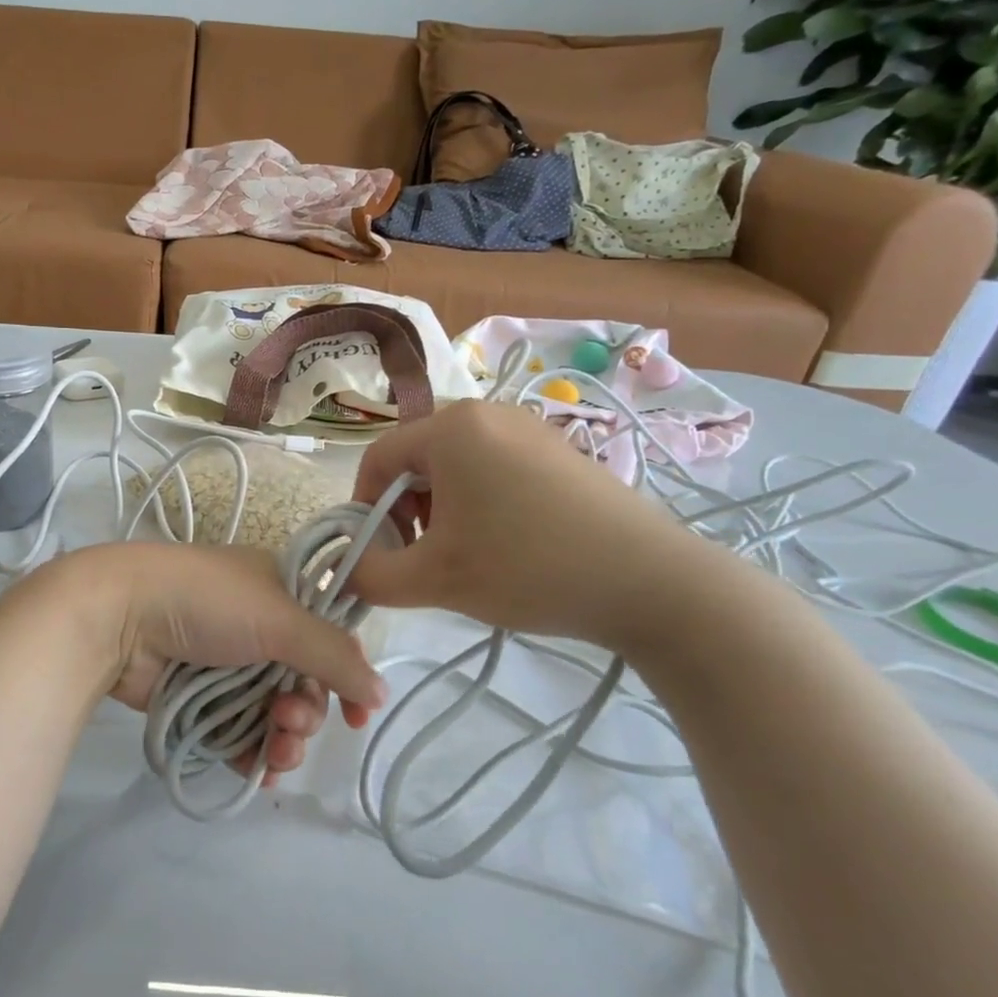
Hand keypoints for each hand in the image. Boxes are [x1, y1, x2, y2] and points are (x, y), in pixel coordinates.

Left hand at [49, 543, 386, 781]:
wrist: (119, 616)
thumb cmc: (206, 603)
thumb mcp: (279, 618)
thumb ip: (333, 655)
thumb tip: (380, 693)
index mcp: (281, 591)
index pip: (331, 635)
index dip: (347, 674)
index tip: (358, 714)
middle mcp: (259, 626)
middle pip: (305, 682)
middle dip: (308, 711)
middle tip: (290, 720)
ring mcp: (228, 664)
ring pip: (275, 713)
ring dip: (286, 738)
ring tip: (276, 749)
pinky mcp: (201, 698)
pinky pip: (241, 733)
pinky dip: (255, 754)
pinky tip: (262, 771)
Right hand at [347, 401, 709, 649]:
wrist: (651, 582)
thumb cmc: (527, 568)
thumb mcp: (434, 579)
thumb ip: (371, 576)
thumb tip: (346, 571)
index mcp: (451, 428)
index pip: (377, 460)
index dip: (364, 509)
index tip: (378, 554)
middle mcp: (487, 414)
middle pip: (416, 460)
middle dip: (406, 512)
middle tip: (423, 558)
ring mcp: (529, 428)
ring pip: (455, 466)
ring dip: (441, 510)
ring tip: (465, 556)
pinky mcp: (559, 450)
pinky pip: (494, 469)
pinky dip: (480, 503)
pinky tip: (506, 544)